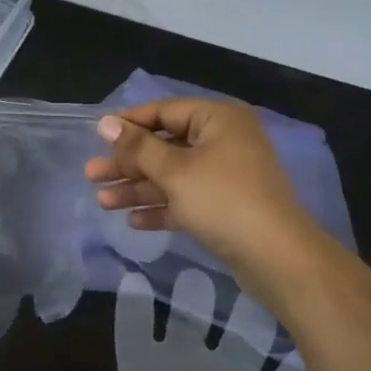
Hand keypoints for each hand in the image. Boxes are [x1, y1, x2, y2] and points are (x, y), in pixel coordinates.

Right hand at [85, 99, 328, 298]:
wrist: (278, 258)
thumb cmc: (223, 200)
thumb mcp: (174, 171)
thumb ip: (138, 147)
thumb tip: (106, 123)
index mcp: (217, 120)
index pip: (164, 112)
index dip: (129, 124)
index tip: (97, 136)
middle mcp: (223, 141)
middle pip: (165, 146)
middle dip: (128, 163)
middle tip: (92, 175)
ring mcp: (226, 175)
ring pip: (173, 175)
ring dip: (139, 188)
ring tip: (103, 203)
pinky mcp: (226, 206)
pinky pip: (186, 199)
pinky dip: (162, 207)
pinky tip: (134, 221)